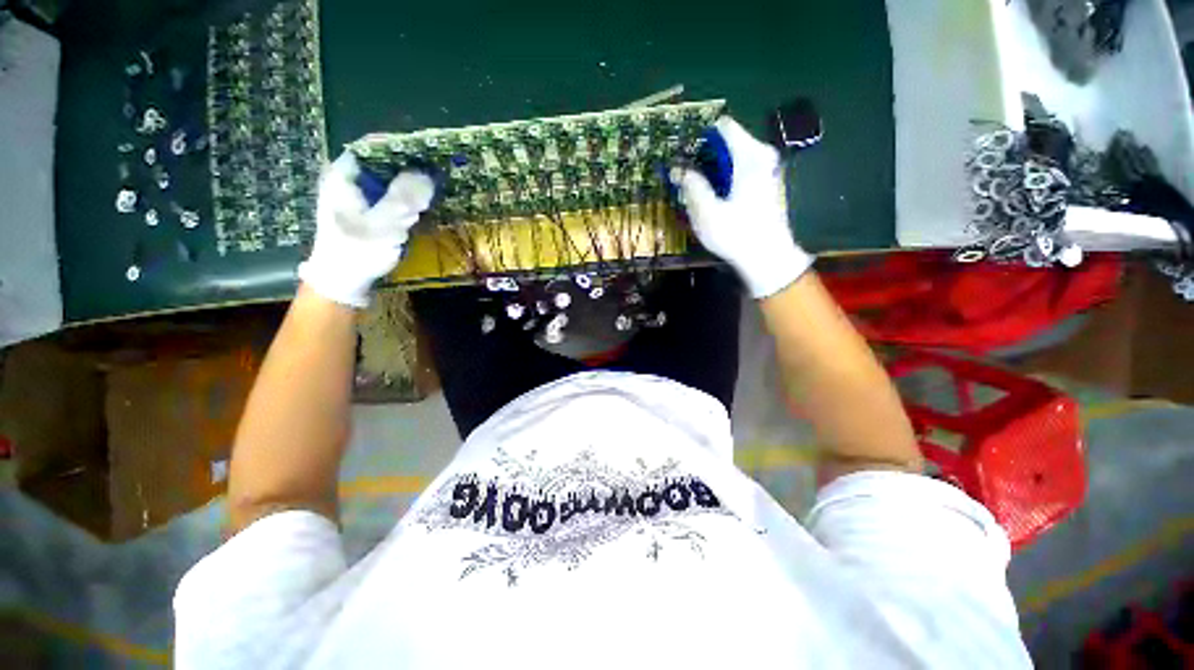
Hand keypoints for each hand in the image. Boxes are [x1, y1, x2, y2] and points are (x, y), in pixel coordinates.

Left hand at [297, 152, 434, 307]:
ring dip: (410, 183)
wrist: (342, 281)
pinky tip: (421, 204)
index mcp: (344, 175)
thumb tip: (427, 174)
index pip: (373, 146)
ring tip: (434, 187)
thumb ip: (403, 198)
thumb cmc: (358, 250)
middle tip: (437, 172)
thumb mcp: (383, 224)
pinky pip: (389, 196)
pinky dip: (406, 197)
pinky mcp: (367, 212)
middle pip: (382, 162)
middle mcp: (348, 180)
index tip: (428, 153)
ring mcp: (357, 196)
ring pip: (388, 180)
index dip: (401, 147)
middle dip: (410, 166)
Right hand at [675, 116, 813, 298]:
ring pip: (735, 159)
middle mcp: (763, 156)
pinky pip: (743, 171)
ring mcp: (769, 170)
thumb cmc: (737, 234)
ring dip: (715, 171)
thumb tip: (678, 168)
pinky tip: (718, 200)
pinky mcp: (769, 185)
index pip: (723, 127)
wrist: (769, 258)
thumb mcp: (707, 212)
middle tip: (687, 178)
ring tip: (699, 191)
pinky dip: (727, 179)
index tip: (685, 155)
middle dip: (706, 157)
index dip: (701, 137)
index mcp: (750, 156)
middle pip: (729, 143)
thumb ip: (692, 185)